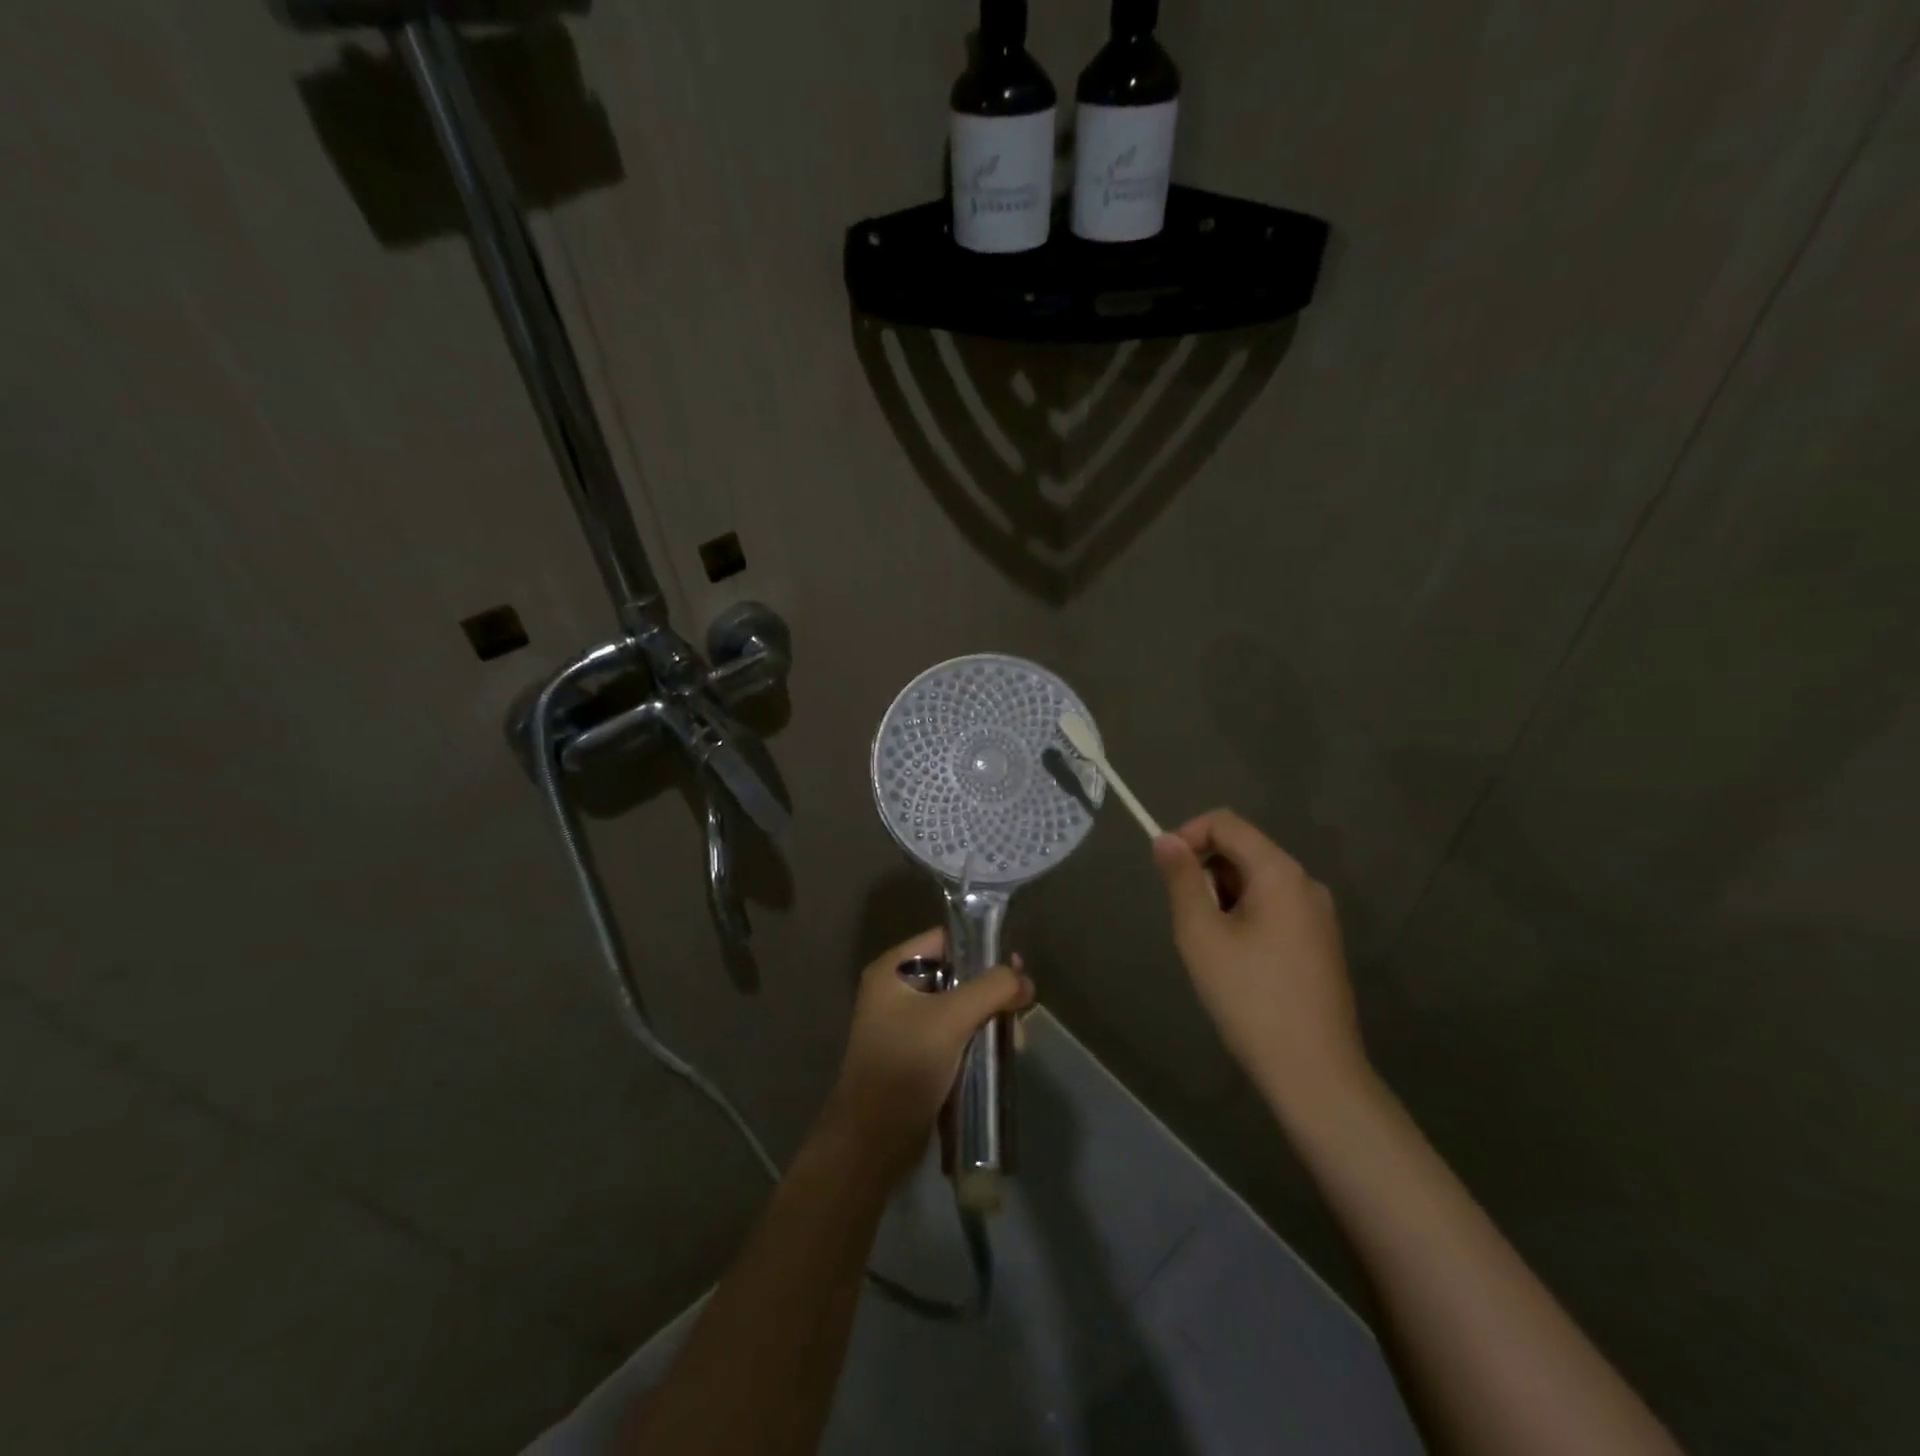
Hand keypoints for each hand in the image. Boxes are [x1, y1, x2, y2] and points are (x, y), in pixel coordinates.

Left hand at [820, 928, 1034, 1182]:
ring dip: (987, 1018)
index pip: (944, 940)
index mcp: (892, 970)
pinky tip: (999, 1055)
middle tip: (1020, 1008)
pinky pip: (953, 1035)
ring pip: (958, 1007)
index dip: (981, 947)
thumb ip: (992, 989)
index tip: (1016, 965)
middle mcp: (895, 991)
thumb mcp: (952, 1018)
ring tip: (1013, 1040)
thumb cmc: (906, 1066)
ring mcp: (904, 1025)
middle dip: (990, 990)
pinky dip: (976, 1040)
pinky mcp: (916, 1056)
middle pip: (955, 974)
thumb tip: (1024, 980)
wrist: (873, 1141)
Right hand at [1153, 810, 1369, 1119]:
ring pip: (1256, 881)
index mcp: (1280, 872)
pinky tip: (1236, 962)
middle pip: (1243, 849)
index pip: (1226, 823)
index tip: (1165, 873)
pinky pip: (1273, 907)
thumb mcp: (1201, 934)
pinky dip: (1244, 916)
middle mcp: (1305, 883)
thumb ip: (1181, 880)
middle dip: (1205, 871)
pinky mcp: (1320, 942)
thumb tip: (1165, 839)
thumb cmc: (1250, 997)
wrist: (1314, 1072)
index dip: (1188, 836)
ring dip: (1222, 897)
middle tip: (1187, 920)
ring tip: (1210, 946)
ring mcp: (1318, 914)